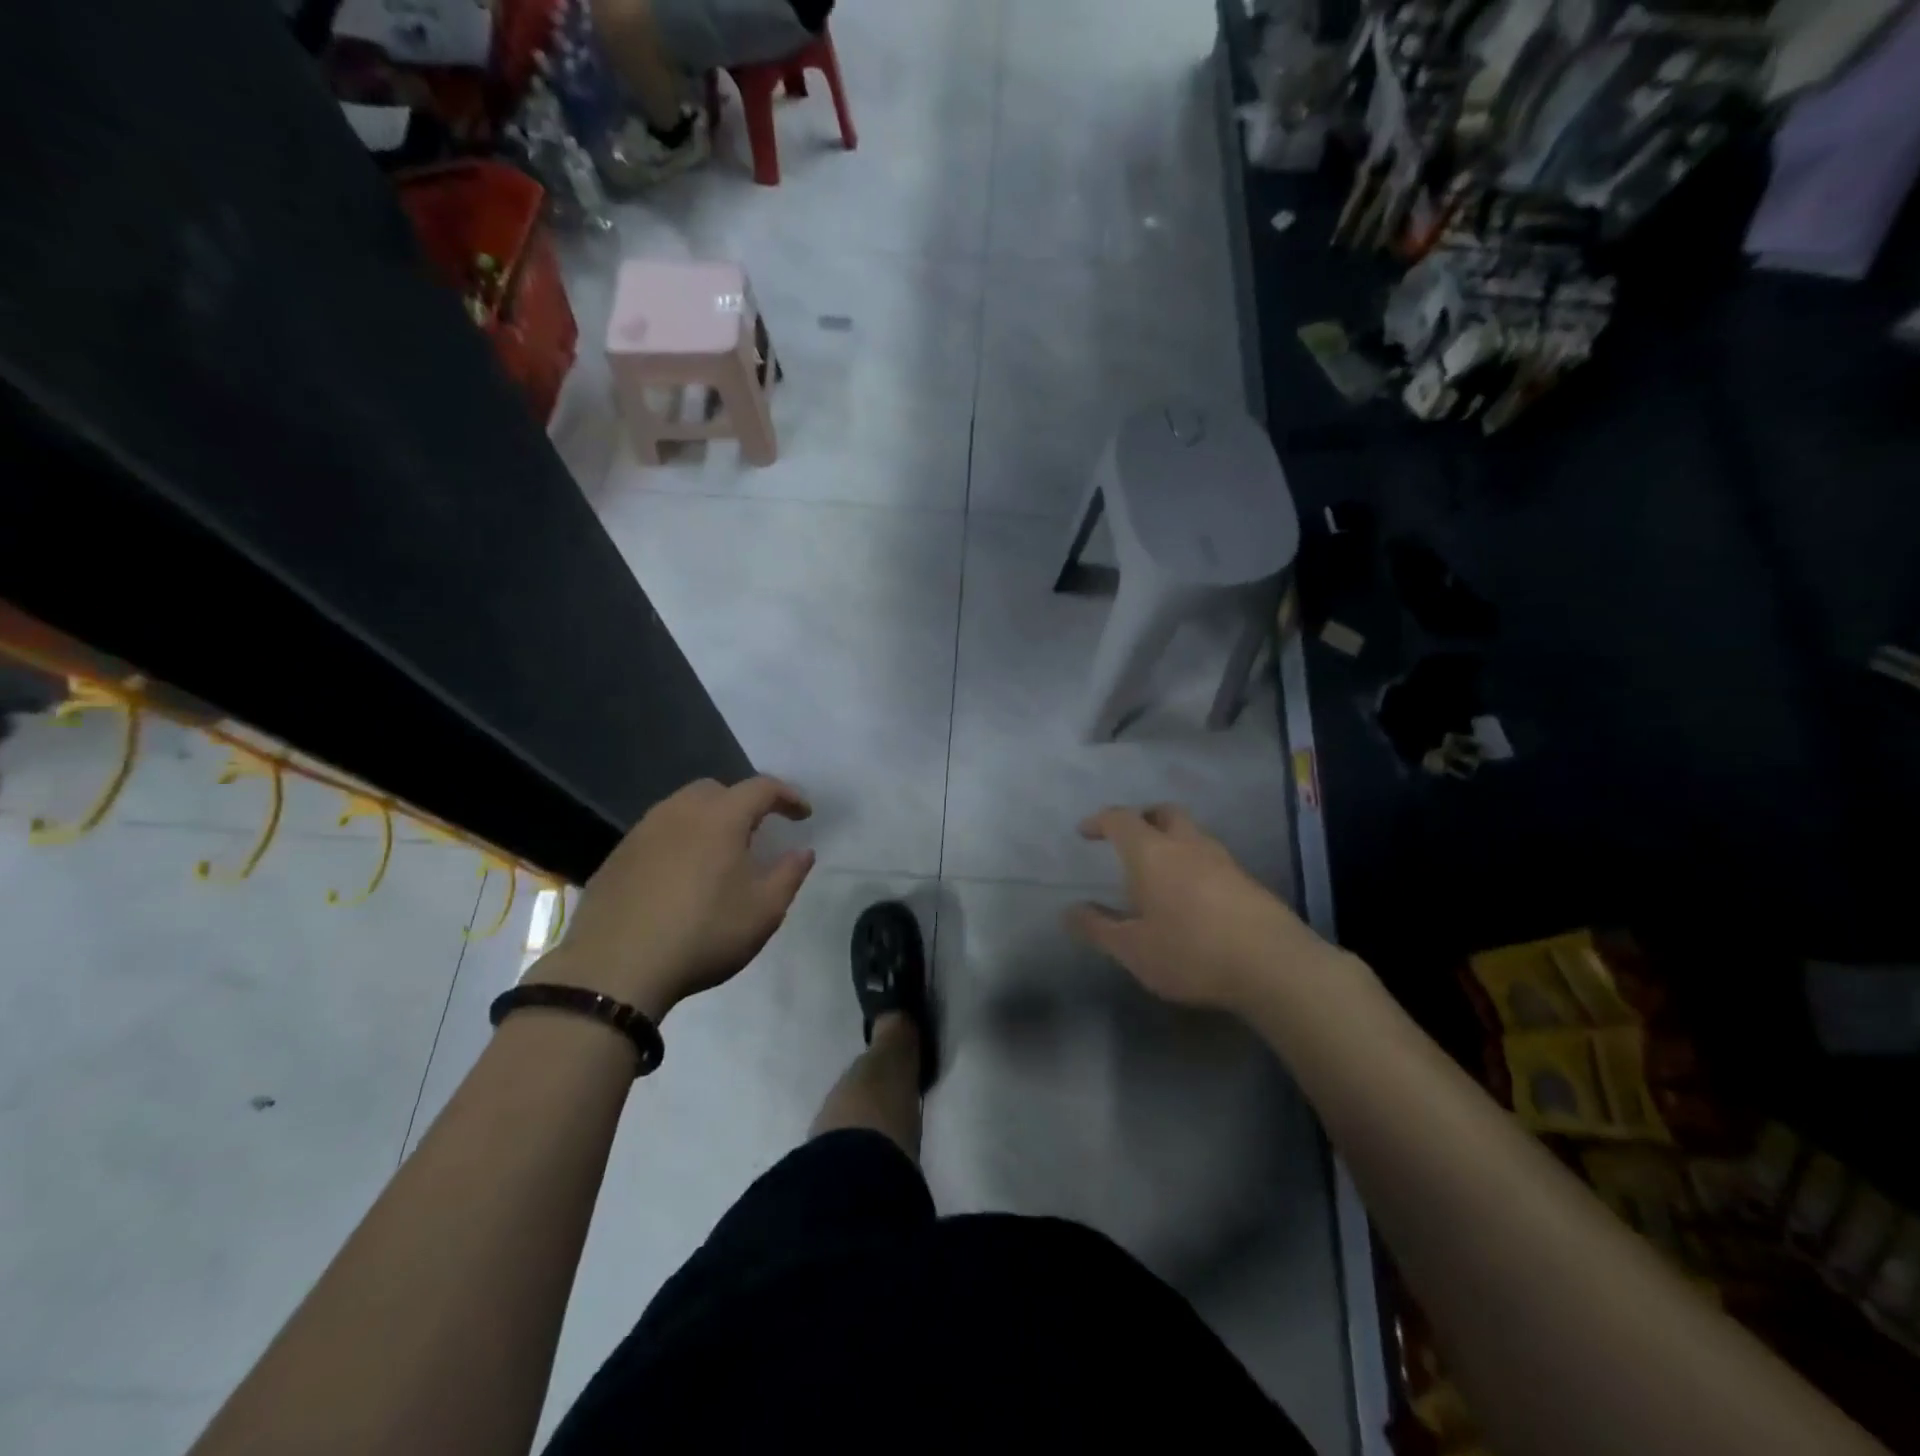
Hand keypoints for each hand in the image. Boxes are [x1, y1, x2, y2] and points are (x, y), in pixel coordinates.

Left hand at [531, 777, 814, 1021]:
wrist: (614, 968)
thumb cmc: (703, 933)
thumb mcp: (764, 911)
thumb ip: (790, 874)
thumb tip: (803, 852)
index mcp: (721, 817)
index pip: (762, 788)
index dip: (788, 796)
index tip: (804, 816)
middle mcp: (679, 812)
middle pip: (717, 790)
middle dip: (742, 803)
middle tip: (757, 832)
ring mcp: (642, 832)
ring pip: (682, 809)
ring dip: (707, 821)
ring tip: (719, 854)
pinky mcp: (617, 857)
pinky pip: (657, 834)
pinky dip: (678, 842)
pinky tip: (680, 877)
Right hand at [1066, 804, 1326, 1012]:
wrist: (1274, 966)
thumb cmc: (1191, 952)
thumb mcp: (1133, 950)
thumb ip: (1098, 928)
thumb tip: (1069, 911)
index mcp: (1152, 853)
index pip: (1121, 819)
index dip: (1100, 821)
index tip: (1085, 832)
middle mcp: (1187, 845)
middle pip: (1163, 813)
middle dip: (1141, 818)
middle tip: (1126, 839)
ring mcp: (1223, 860)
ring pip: (1191, 833)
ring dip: (1170, 840)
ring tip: (1158, 871)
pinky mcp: (1247, 881)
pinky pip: (1211, 858)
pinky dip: (1193, 863)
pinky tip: (1191, 896)